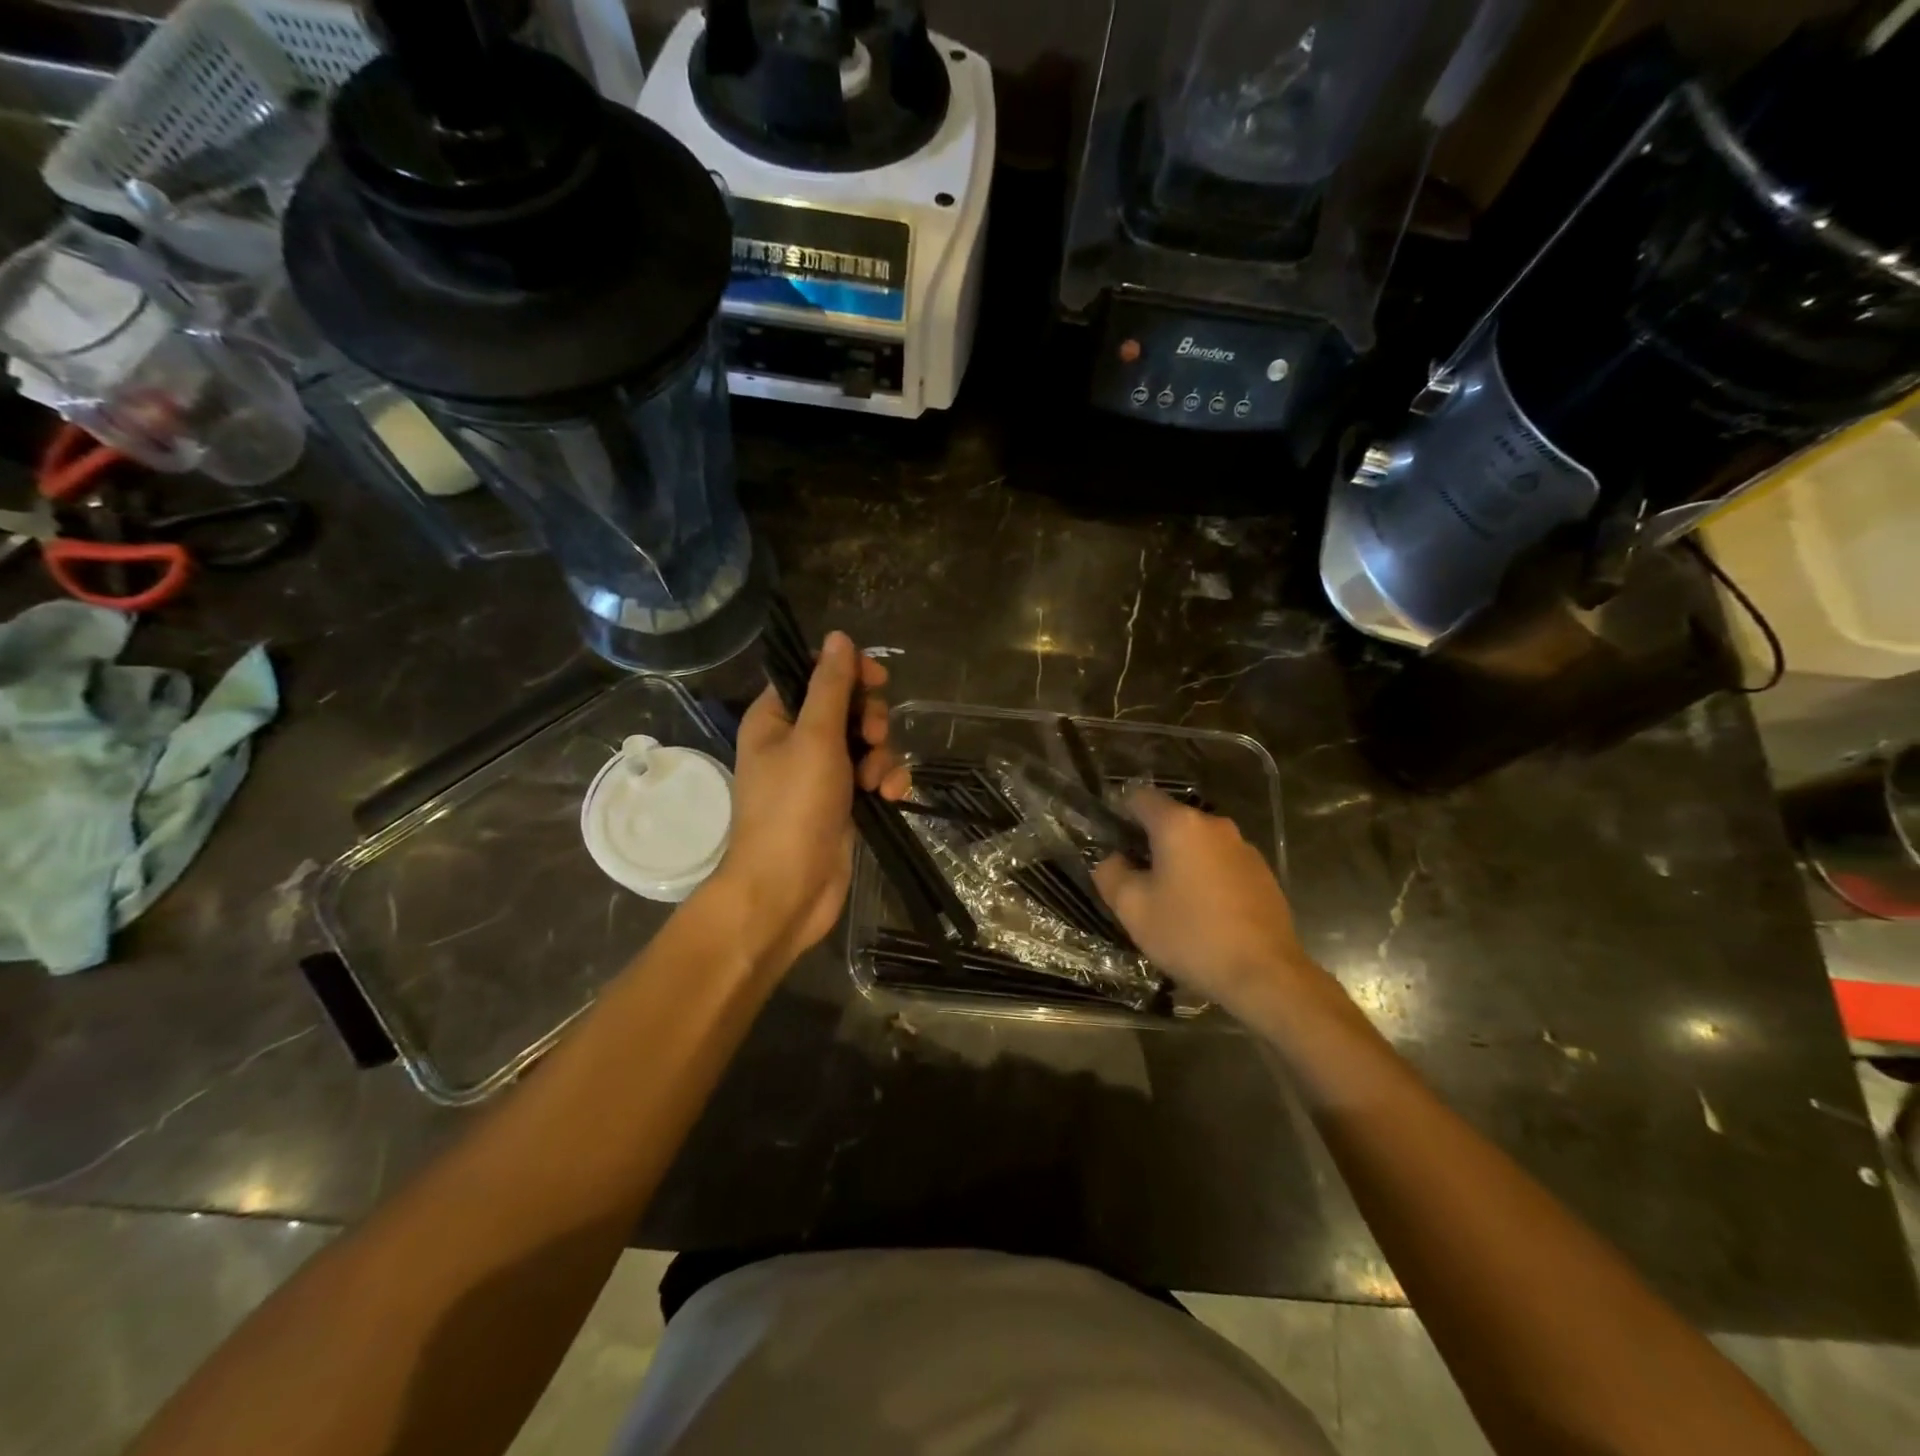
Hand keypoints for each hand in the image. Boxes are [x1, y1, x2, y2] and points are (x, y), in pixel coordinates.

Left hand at [709, 631, 909, 971]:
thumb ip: (831, 686)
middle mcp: (796, 741)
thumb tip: (838, 638)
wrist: (786, 891)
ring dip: (881, 756)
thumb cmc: (793, 808)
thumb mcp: (815, 738)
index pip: (814, 674)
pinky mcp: (842, 803)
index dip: (848, 672)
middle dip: (869, 720)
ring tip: (877, 781)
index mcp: (776, 718)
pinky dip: (884, 781)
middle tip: (871, 738)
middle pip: (847, 707)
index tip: (877, 679)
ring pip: (865, 743)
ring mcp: (821, 774)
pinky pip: (872, 775)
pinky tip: (890, 795)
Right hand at [1092, 788, 1314, 1019]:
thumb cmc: (1190, 935)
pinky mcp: (1263, 874)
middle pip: (1171, 821)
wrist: (1264, 974)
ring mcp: (1244, 849)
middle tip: (1137, 881)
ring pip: (1198, 845)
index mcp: (1179, 825)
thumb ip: (1111, 873)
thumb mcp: (1132, 908)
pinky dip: (1207, 878)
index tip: (1112, 842)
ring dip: (1181, 862)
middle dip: (1151, 844)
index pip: (1140, 797)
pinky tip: (1204, 914)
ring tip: (1171, 902)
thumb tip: (1113, 860)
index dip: (1120, 813)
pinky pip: (1222, 864)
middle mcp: (1215, 826)